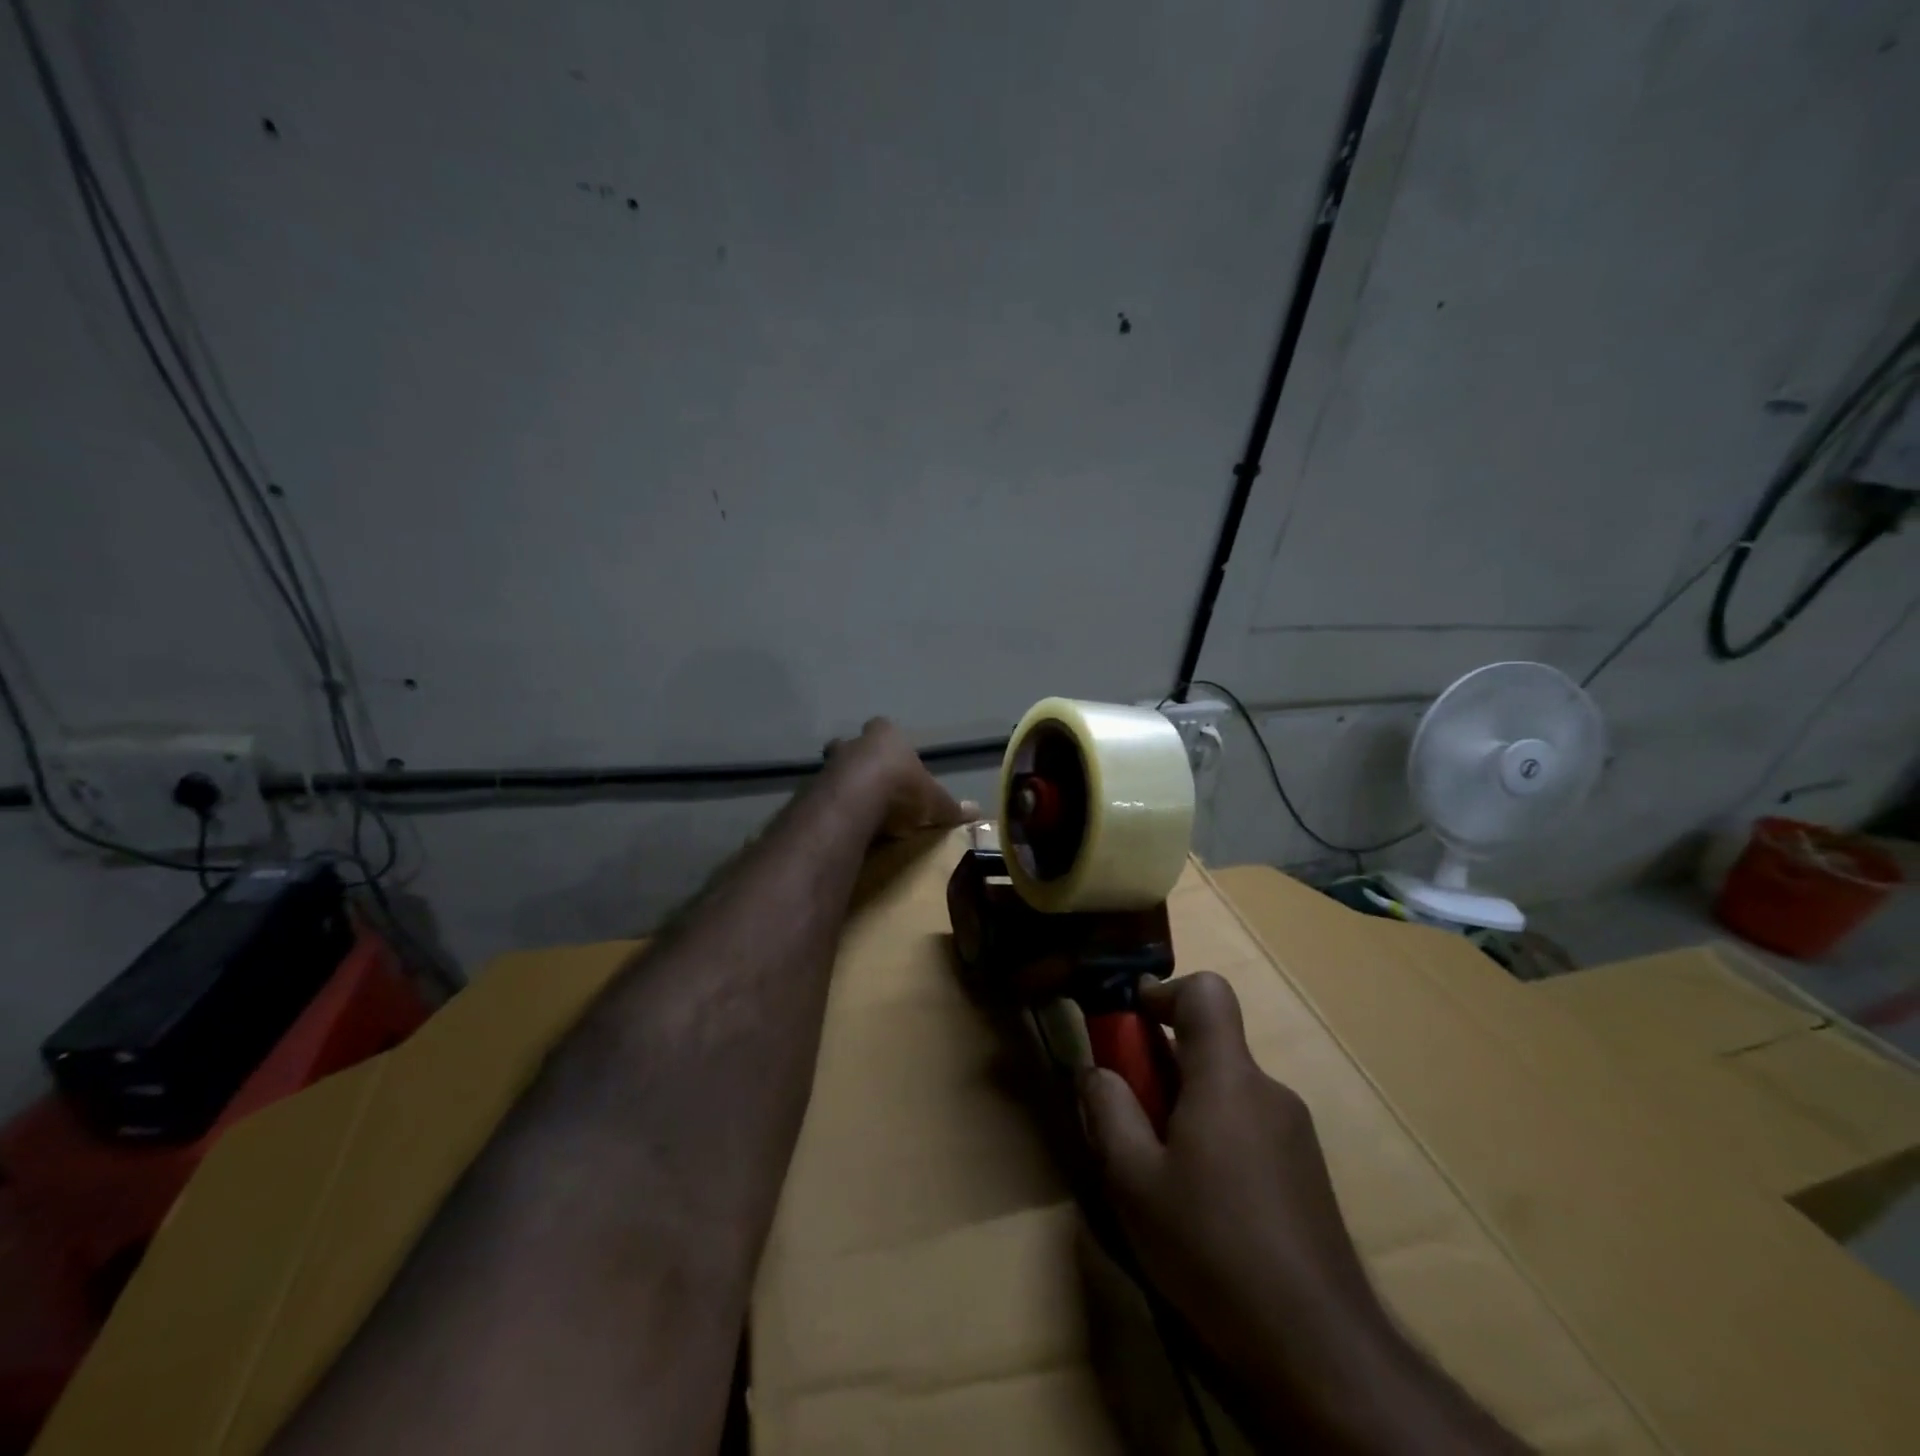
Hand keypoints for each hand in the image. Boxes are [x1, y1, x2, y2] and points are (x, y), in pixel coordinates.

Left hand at [825, 718, 976, 838]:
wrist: (854, 802)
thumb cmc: (900, 789)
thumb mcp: (933, 802)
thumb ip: (951, 806)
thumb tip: (977, 811)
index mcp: (885, 735)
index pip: (884, 728)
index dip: (889, 744)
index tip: (894, 763)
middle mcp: (854, 743)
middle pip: (853, 746)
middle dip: (859, 761)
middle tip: (870, 784)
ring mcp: (829, 764)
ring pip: (835, 770)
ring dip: (843, 785)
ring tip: (856, 809)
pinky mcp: (811, 789)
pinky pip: (823, 796)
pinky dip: (831, 807)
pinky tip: (842, 824)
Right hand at [1079, 973, 1374, 1379]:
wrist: (1320, 1349)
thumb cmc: (1213, 1249)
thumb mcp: (1133, 1181)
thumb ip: (1107, 1111)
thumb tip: (1096, 1071)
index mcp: (1227, 1078)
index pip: (1207, 993)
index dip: (1164, 993)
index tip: (1130, 1025)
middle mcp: (1267, 1091)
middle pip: (1210, 1047)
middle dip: (1161, 1067)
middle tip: (1129, 1121)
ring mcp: (1294, 1133)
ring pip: (1226, 1091)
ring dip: (1186, 1109)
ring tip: (1160, 1178)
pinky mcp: (1307, 1173)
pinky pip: (1248, 1127)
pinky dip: (1215, 1140)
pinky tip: (1203, 1209)